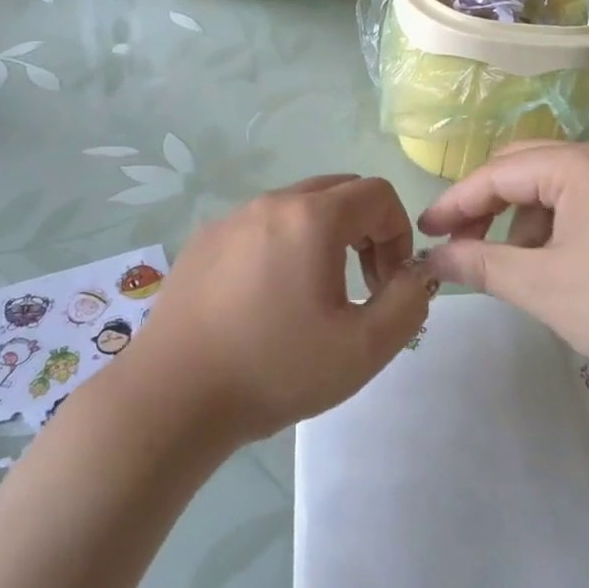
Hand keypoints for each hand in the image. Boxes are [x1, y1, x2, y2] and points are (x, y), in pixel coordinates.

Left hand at [121, 175, 432, 444]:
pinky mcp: (204, 240)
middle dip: (365, 230)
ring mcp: (232, 217)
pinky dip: (282, 246)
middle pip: (339, 191)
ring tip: (314, 295)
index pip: (378, 194)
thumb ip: (408, 303)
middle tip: (360, 285)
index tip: (386, 284)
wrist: (174, 396)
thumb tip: (415, 275)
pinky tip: (265, 300)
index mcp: (312, 217)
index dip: (398, 233)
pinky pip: (260, 226)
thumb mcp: (363, 349)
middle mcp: (271, 202)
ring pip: (297, 207)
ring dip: (324, 237)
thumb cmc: (274, 368)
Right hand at [418, 142, 588, 402]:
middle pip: (525, 167)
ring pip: (554, 185)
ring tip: (513, 267)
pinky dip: (557, 226)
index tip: (423, 233)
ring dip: (523, 219)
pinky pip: (584, 200)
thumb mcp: (546, 289)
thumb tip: (433, 258)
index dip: (455, 203)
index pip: (498, 173)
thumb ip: (483, 265)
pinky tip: (556, 266)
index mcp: (582, 164)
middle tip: (458, 245)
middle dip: (487, 206)